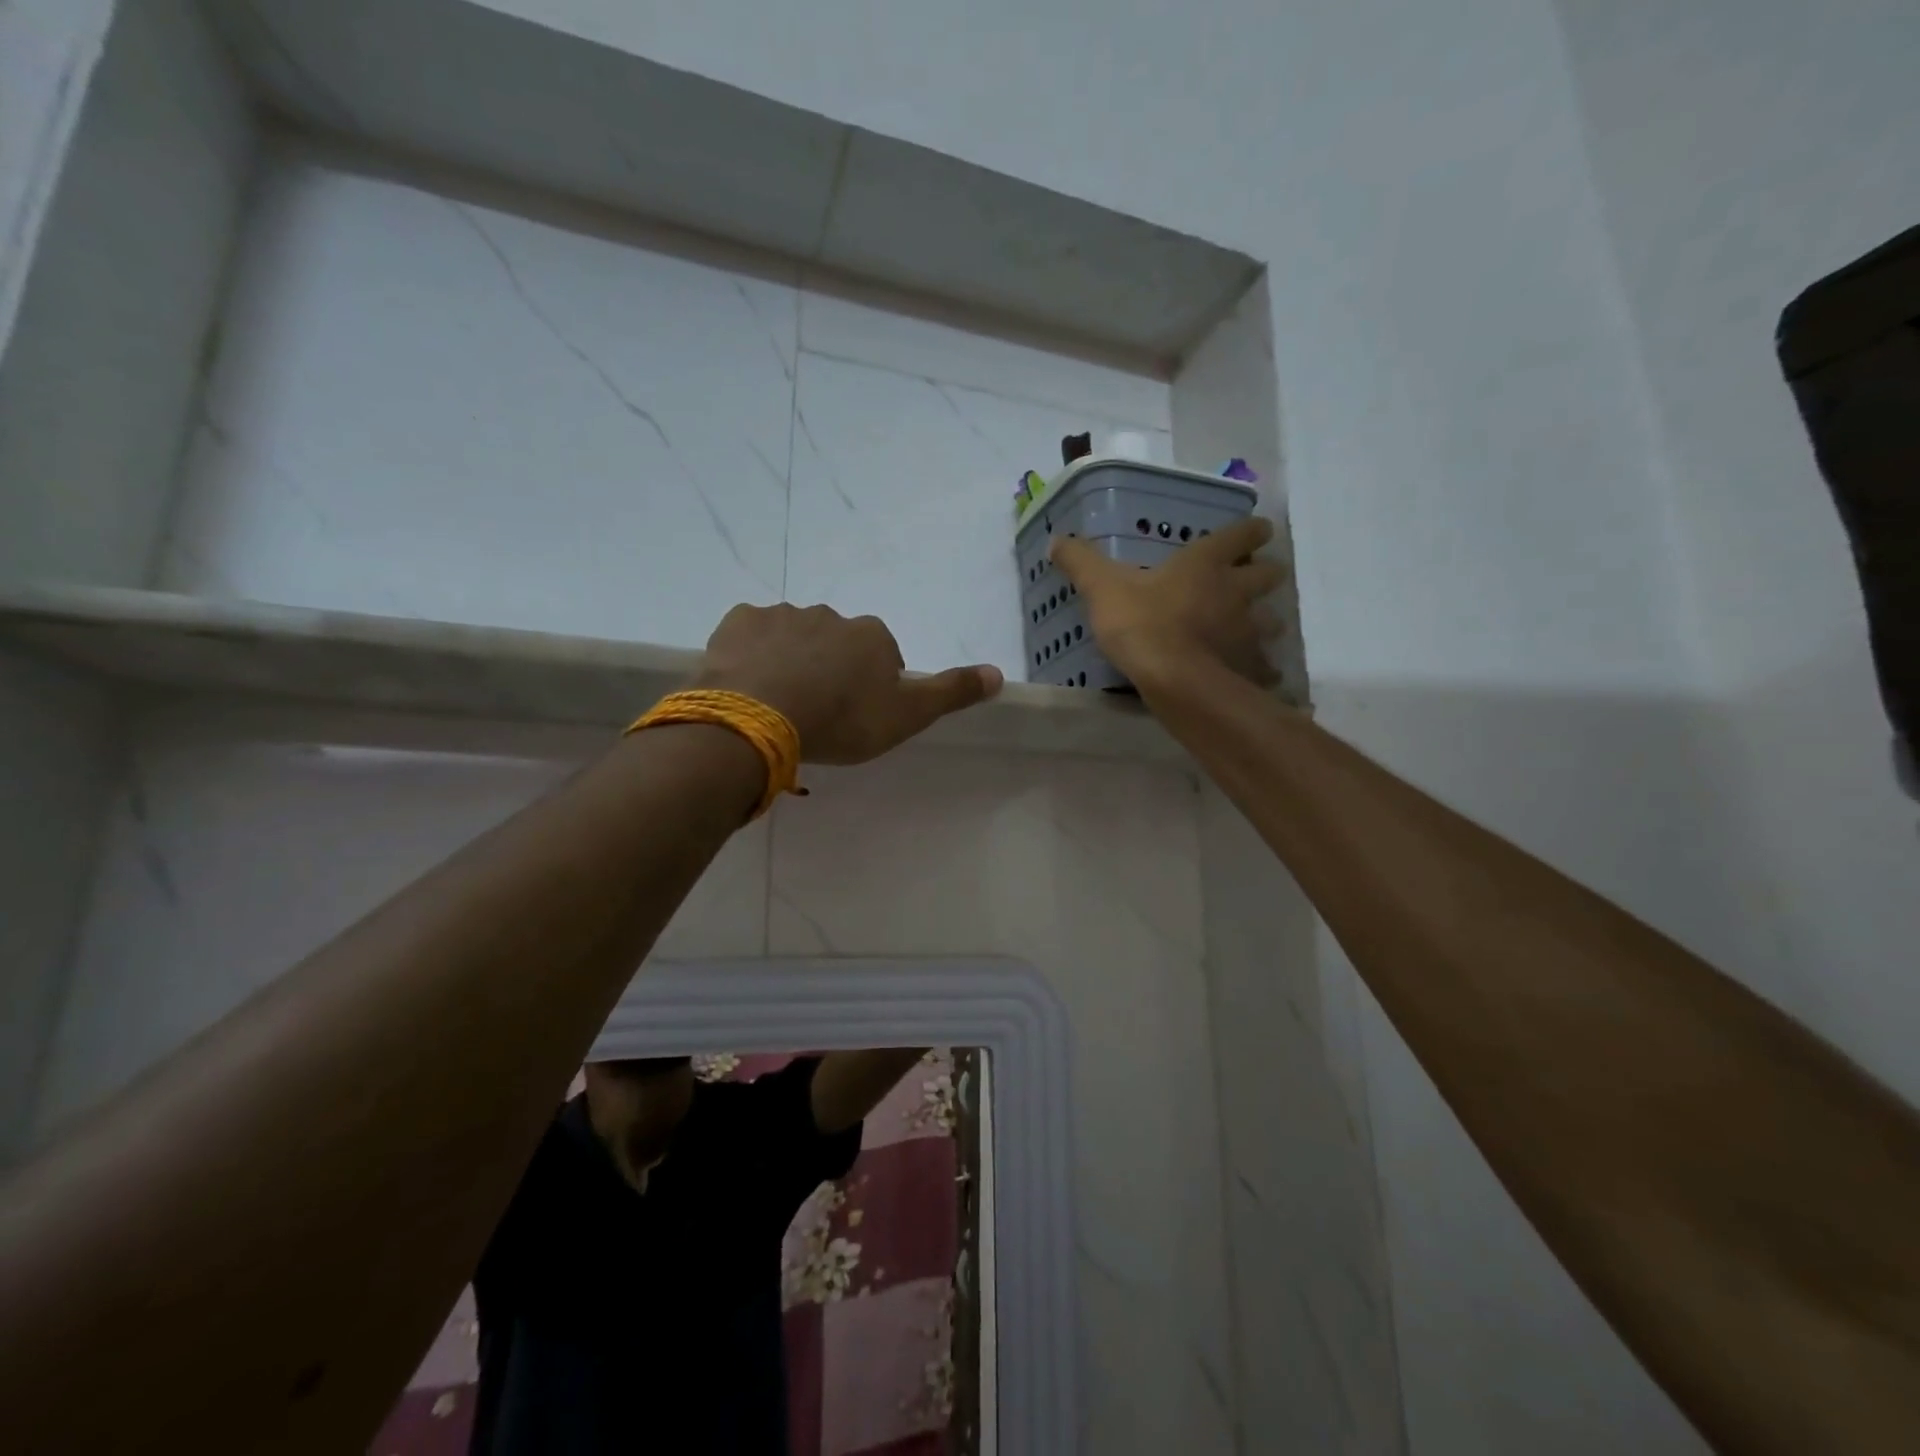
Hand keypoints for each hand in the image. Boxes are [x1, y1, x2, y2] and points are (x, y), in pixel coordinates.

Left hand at [698, 603, 1002, 763]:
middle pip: (837, 643)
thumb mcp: (906, 716)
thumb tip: (999, 673)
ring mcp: (782, 615)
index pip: (883, 655)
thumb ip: (951, 693)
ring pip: (793, 637)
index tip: (858, 715)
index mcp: (872, 636)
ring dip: (792, 660)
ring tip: (780, 702)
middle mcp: (830, 616)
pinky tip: (748, 683)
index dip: (872, 685)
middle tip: (819, 711)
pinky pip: (751, 634)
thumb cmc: (841, 720)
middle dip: (831, 669)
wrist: (760, 718)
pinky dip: (752, 653)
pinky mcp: (739, 623)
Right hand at [1051, 517, 1285, 685]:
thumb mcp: (1102, 587)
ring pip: (1272, 620)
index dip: (1252, 531)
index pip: (1243, 534)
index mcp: (1206, 563)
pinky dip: (1260, 668)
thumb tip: (1056, 539)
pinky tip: (1249, 675)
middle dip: (1264, 574)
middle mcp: (1236, 590)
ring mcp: (1249, 630)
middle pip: (1269, 574)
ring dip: (1265, 621)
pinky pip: (1263, 665)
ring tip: (1248, 631)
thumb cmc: (1141, 623)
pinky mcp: (1250, 666)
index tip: (1256, 532)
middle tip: (1249, 583)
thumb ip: (1081, 562)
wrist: (1174, 679)